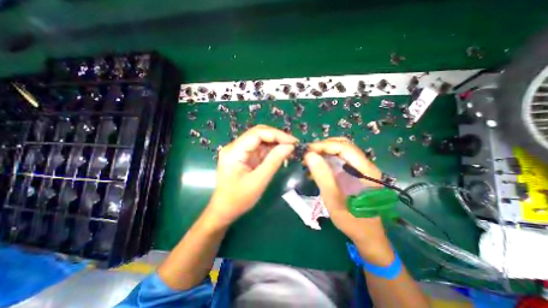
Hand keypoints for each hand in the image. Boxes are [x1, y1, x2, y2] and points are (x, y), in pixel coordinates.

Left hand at [208, 124, 297, 225]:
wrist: (224, 210)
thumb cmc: (238, 199)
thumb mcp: (259, 181)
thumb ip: (274, 161)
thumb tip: (289, 146)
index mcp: (234, 151)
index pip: (257, 133)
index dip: (277, 135)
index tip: (293, 142)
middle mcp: (235, 146)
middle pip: (259, 133)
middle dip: (277, 137)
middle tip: (293, 144)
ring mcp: (239, 151)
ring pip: (260, 140)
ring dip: (275, 143)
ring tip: (290, 149)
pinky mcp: (244, 156)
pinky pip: (259, 148)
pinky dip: (271, 150)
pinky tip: (281, 153)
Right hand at [304, 138, 393, 263]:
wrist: (367, 235)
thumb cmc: (352, 220)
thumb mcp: (334, 199)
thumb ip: (322, 176)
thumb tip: (309, 155)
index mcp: (365, 170)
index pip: (343, 147)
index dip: (324, 145)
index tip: (307, 151)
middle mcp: (365, 165)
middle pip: (343, 146)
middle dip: (323, 147)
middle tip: (307, 155)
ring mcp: (360, 169)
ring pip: (340, 152)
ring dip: (324, 153)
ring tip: (309, 160)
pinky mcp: (355, 174)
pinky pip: (340, 161)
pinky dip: (326, 161)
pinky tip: (316, 169)